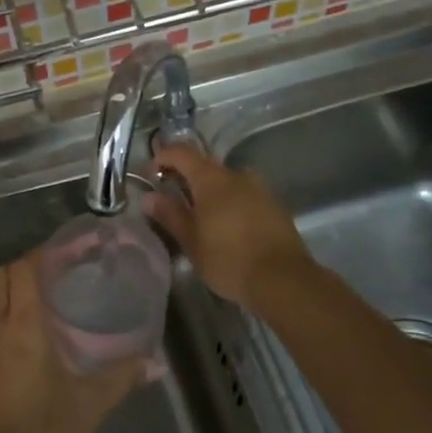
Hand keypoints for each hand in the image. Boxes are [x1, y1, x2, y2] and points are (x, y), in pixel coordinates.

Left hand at [0, 257, 148, 432]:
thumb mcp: (91, 404)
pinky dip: (4, 310)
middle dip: (29, 266)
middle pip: (3, 276)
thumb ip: (123, 376)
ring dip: (13, 287)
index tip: (74, 251)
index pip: (25, 269)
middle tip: (63, 273)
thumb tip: (157, 362)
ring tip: (48, 298)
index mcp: (22, 327)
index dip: (46, 253)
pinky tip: (30, 332)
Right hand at [146, 145, 314, 308]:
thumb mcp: (191, 240)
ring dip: (211, 191)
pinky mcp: (275, 206)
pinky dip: (231, 203)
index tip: (151, 173)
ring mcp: (260, 189)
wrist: (283, 280)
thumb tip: (149, 197)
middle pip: (206, 165)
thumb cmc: (228, 259)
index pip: (182, 153)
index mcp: (212, 179)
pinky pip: (245, 195)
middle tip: (173, 198)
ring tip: (202, 216)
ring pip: (228, 181)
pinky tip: (228, 227)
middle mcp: (237, 176)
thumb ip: (170, 214)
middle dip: (186, 176)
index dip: (163, 157)